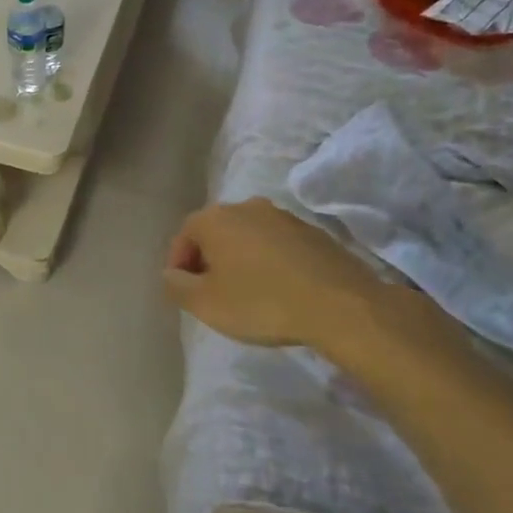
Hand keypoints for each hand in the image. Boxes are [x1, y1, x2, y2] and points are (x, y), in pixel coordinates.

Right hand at [164, 198, 421, 357]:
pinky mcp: (313, 232)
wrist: (340, 305)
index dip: (178, 266)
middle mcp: (246, 207)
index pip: (183, 237)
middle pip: (215, 233)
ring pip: (248, 237)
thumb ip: (176, 286)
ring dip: (241, 260)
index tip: (185, 293)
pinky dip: (270, 262)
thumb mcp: (205, 304)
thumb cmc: (262, 302)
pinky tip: (279, 290)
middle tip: (213, 294)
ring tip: (247, 294)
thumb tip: (171, 274)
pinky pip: (277, 245)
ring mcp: (283, 217)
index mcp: (215, 218)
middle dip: (209, 260)